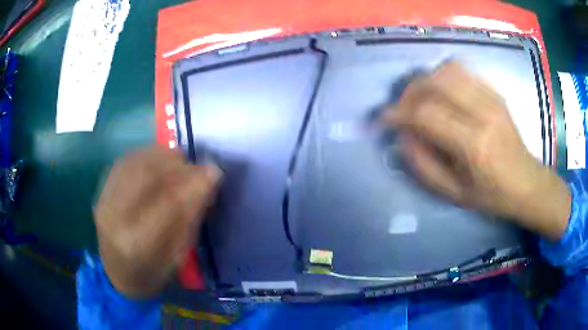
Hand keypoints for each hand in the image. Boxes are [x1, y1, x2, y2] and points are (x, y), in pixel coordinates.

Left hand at [94, 146, 220, 297]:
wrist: (116, 274)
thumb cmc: (151, 273)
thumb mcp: (177, 257)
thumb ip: (189, 219)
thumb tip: (207, 184)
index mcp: (137, 243)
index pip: (168, 202)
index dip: (194, 183)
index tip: (215, 172)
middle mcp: (115, 217)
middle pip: (148, 176)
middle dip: (179, 165)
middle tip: (199, 165)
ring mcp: (104, 201)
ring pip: (135, 163)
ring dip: (162, 156)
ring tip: (181, 159)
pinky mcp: (101, 191)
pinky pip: (124, 162)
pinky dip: (146, 154)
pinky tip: (159, 157)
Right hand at [383, 62, 570, 240]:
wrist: (527, 182)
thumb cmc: (492, 195)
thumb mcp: (455, 193)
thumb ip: (423, 166)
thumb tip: (402, 138)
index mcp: (474, 144)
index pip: (426, 114)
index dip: (399, 113)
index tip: (385, 120)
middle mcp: (483, 112)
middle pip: (435, 82)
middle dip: (409, 92)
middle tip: (401, 108)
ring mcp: (491, 98)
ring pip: (447, 70)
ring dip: (426, 80)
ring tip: (419, 99)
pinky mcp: (495, 92)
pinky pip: (462, 71)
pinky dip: (443, 76)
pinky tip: (441, 93)